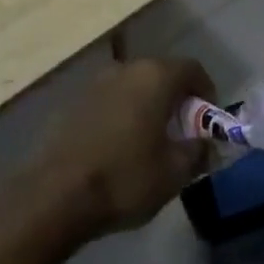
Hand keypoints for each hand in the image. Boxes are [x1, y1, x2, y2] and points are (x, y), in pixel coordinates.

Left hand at [39, 57, 213, 237]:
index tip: (207, 121)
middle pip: (161, 73)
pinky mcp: (72, 101)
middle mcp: (125, 68)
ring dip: (147, 105)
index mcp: (155, 77)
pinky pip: (109, 100)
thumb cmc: (125, 178)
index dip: (206, 92)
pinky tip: (119, 145)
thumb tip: (204, 144)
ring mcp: (95, 82)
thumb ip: (198, 152)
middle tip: (182, 132)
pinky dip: (122, 114)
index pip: (192, 69)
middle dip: (176, 99)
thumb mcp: (175, 173)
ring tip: (150, 140)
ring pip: (133, 86)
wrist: (55, 195)